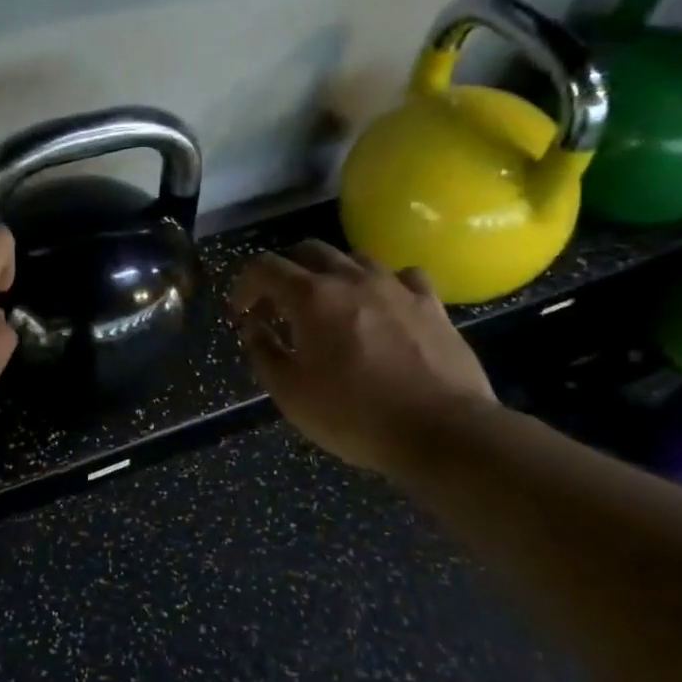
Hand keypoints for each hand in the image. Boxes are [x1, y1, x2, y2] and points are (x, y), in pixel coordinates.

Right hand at [230, 240, 496, 476]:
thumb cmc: (354, 415)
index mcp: (311, 297)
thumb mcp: (290, 394)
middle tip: (278, 306)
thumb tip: (254, 328)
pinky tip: (383, 306)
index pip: (264, 268)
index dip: (244, 285)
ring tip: (329, 304)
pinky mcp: (430, 303)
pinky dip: (382, 284)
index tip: (240, 312)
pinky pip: (401, 276)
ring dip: (332, 273)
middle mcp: (351, 278)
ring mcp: (395, 286)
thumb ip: (264, 353)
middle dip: (285, 272)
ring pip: (354, 257)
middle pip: (308, 250)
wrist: (441, 430)